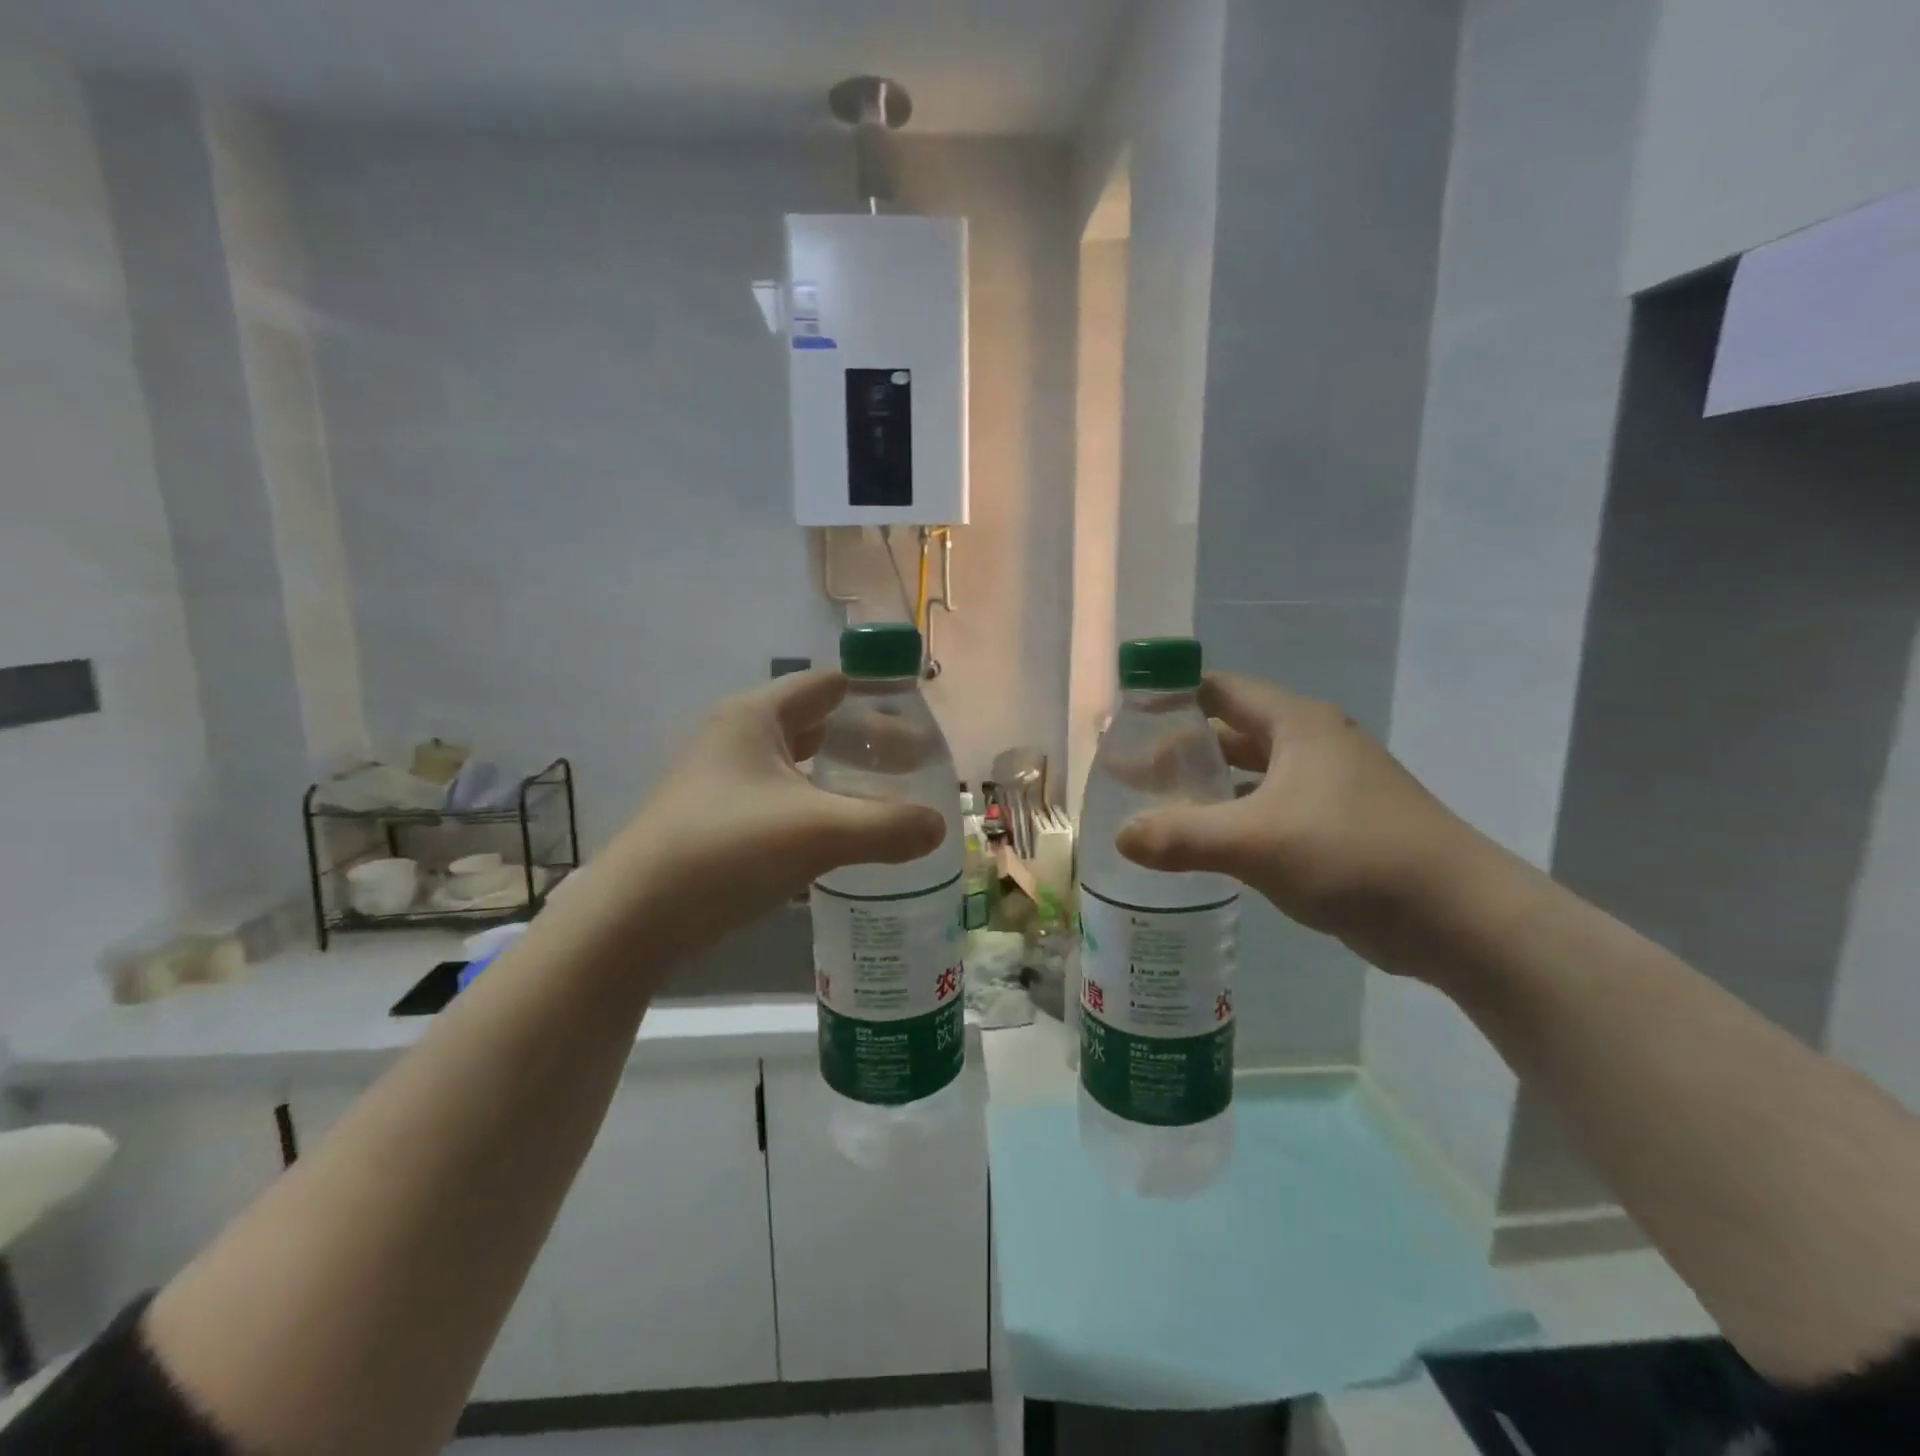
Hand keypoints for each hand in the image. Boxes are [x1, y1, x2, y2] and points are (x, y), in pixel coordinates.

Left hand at [613, 671, 946, 956]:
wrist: (632, 920)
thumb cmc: (725, 851)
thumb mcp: (817, 834)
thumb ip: (887, 827)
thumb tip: (939, 827)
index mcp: (754, 717)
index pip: (827, 685)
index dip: (874, 693)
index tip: (918, 715)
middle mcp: (735, 738)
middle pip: (814, 723)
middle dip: (863, 740)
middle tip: (912, 764)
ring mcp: (720, 780)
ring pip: (795, 764)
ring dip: (838, 775)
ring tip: (884, 796)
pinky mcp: (715, 819)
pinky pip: (779, 798)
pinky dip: (814, 805)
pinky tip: (838, 833)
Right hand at [1115, 673, 1482, 964]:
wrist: (1458, 917)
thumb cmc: (1354, 855)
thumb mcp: (1257, 842)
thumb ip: (1182, 836)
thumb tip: (1120, 837)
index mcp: (1296, 724)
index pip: (1218, 690)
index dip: (1171, 699)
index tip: (1125, 722)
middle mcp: (1312, 744)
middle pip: (1230, 731)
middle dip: (1180, 749)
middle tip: (1131, 774)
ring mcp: (1328, 785)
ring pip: (1250, 773)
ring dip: (1207, 786)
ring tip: (1157, 807)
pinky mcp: (1336, 825)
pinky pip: (1269, 808)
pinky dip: (1234, 817)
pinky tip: (1207, 843)